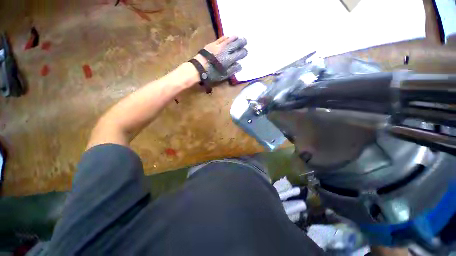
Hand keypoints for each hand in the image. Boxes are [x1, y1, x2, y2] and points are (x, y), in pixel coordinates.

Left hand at [194, 36, 247, 81]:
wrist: (199, 68)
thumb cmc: (212, 74)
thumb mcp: (224, 75)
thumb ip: (233, 70)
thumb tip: (240, 65)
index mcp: (229, 60)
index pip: (239, 54)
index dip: (244, 52)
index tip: (246, 52)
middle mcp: (226, 51)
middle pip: (236, 45)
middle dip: (241, 42)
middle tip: (245, 41)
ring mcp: (219, 46)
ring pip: (229, 40)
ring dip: (235, 38)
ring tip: (238, 37)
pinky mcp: (213, 44)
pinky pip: (221, 38)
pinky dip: (226, 37)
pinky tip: (228, 36)